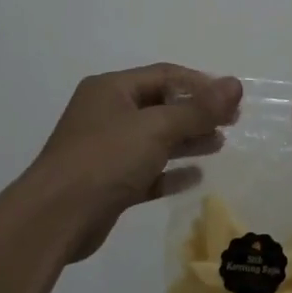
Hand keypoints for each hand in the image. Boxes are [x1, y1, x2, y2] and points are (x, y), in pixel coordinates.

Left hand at [26, 64, 242, 260]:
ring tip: (219, 145)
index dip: (200, 84)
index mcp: (111, 89)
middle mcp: (106, 113)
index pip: (164, 75)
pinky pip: (146, 171)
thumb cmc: (106, 159)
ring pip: (155, 139)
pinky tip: (196, 176)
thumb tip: (235, 85)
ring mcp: (105, 150)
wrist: (56, 217)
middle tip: (231, 122)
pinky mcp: (108, 183)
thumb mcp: (157, 127)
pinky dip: (170, 172)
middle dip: (196, 113)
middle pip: (161, 106)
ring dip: (187, 140)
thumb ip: (198, 109)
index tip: (231, 99)